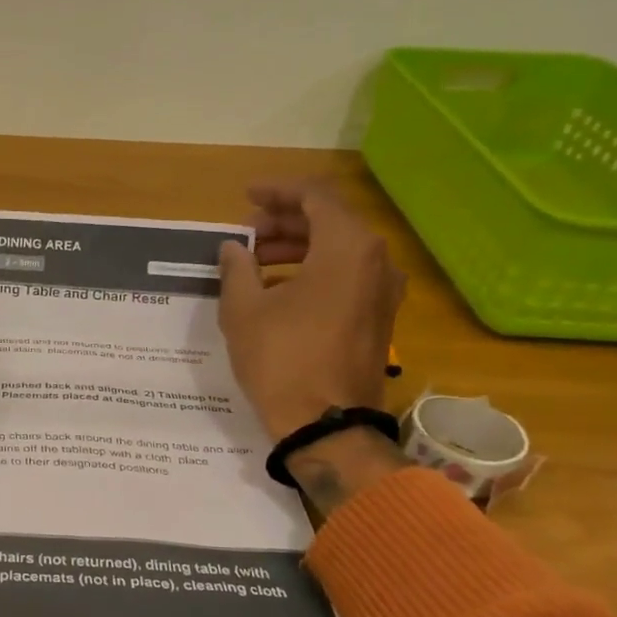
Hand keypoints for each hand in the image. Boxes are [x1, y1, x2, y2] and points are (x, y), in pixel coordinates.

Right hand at [217, 183, 405, 438]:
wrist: (326, 425)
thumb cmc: (282, 359)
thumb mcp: (244, 310)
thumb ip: (237, 268)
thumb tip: (234, 248)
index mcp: (347, 247)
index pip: (314, 196)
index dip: (277, 191)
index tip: (245, 197)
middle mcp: (376, 260)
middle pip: (330, 220)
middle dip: (284, 221)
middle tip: (245, 234)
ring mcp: (383, 291)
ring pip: (339, 249)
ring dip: (297, 247)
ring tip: (255, 261)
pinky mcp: (379, 317)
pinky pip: (347, 276)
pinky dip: (313, 270)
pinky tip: (279, 289)